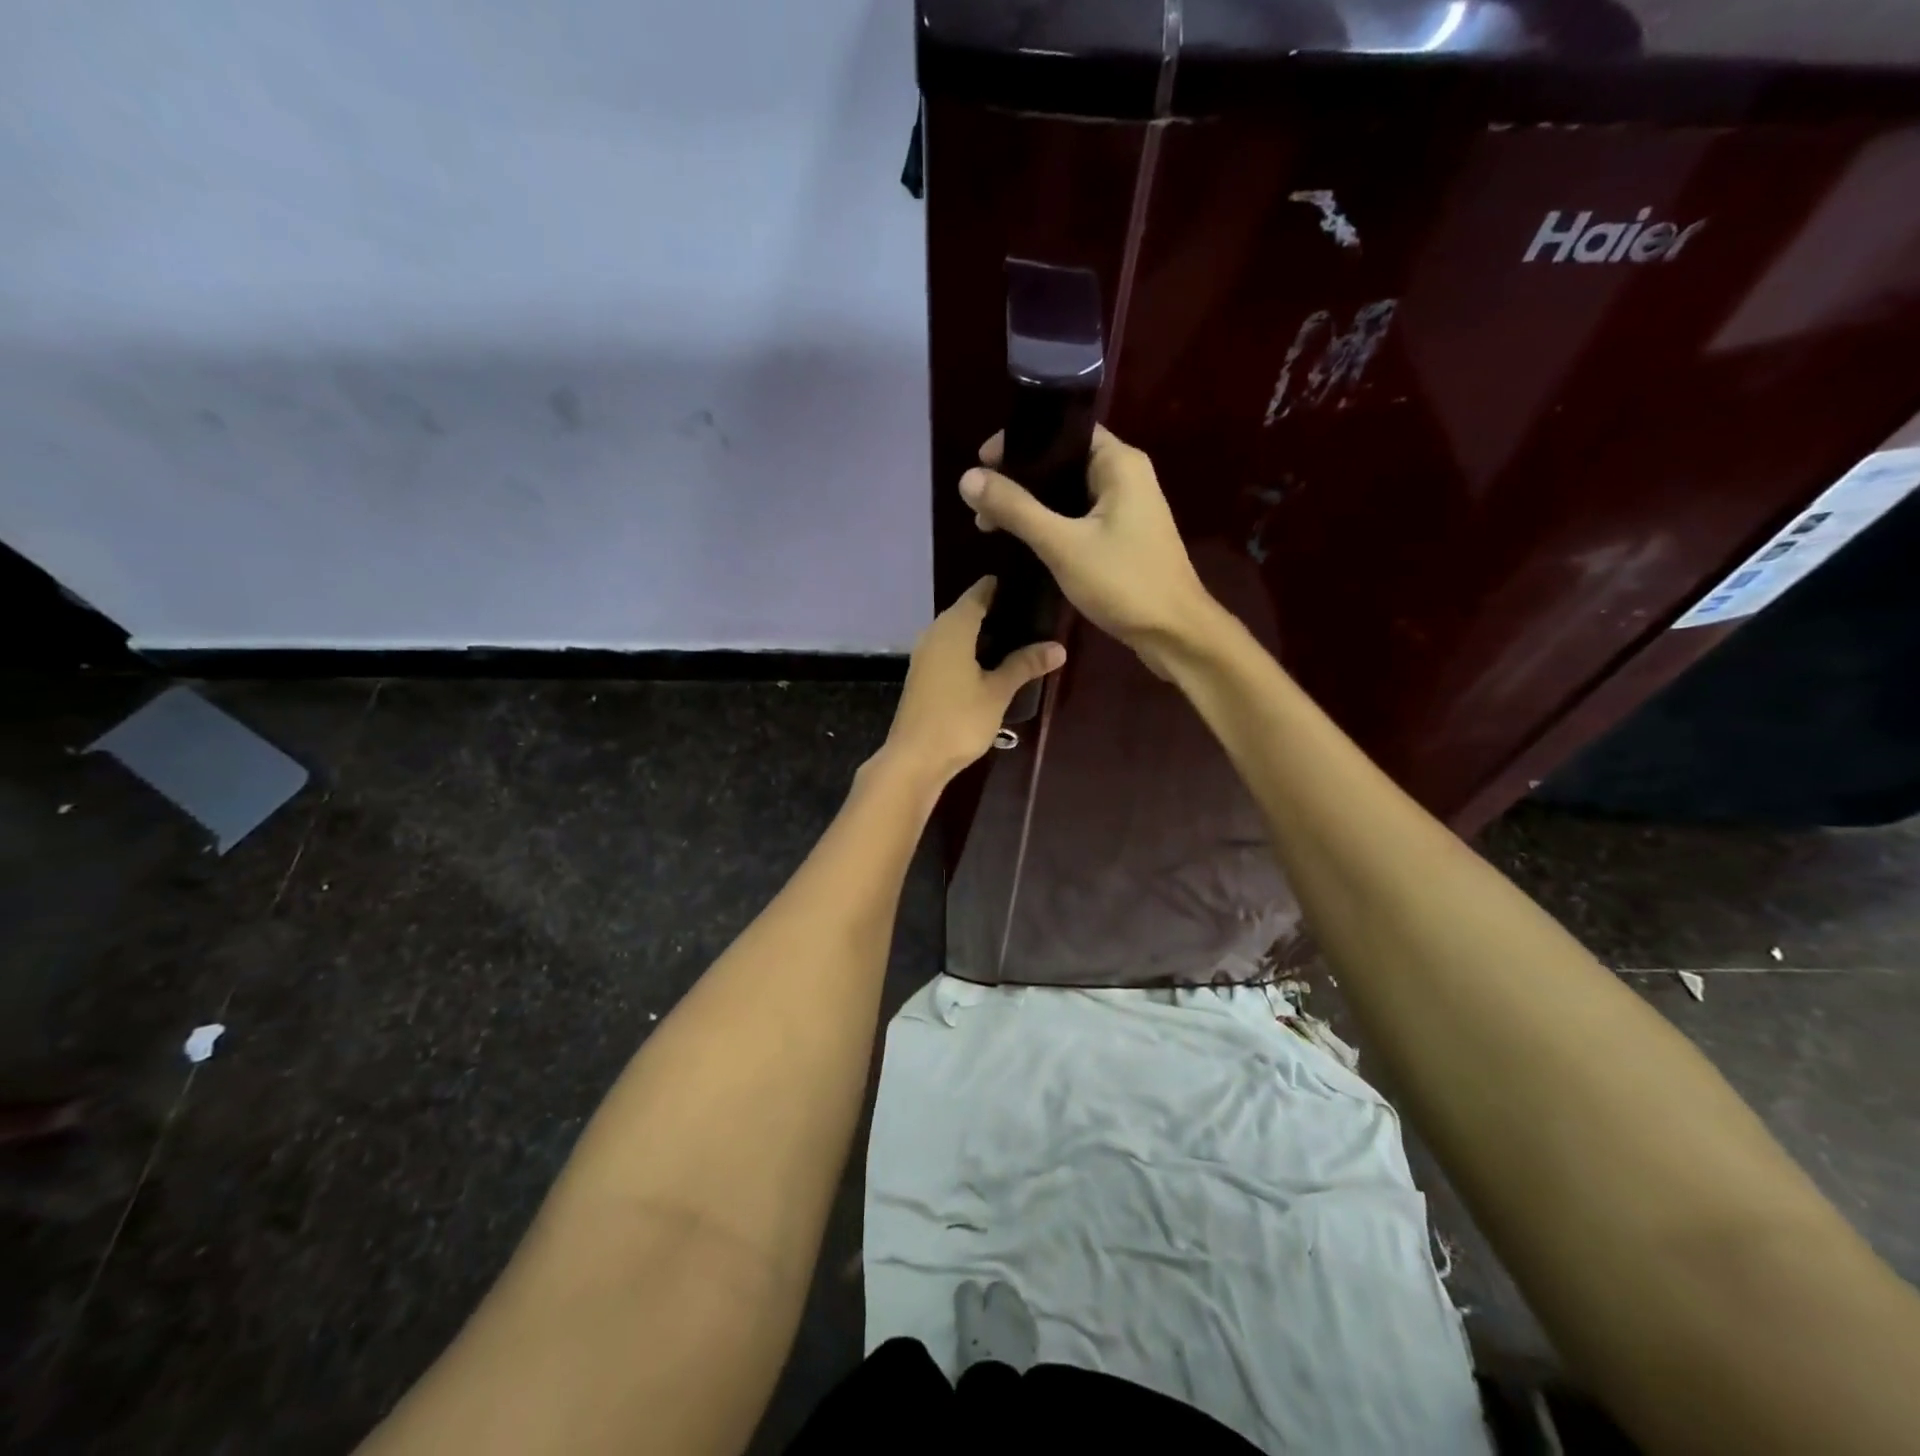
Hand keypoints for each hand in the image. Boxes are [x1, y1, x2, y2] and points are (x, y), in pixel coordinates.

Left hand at [877, 576, 1065, 786]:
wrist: (915, 759)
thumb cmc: (959, 719)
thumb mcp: (998, 692)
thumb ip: (1025, 665)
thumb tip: (1058, 647)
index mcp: (952, 628)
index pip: (978, 594)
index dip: (999, 587)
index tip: (1025, 584)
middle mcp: (934, 634)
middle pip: (965, 612)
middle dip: (995, 610)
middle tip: (1030, 612)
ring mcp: (924, 657)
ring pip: (956, 633)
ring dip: (982, 633)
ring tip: (1017, 636)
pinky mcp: (923, 677)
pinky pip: (949, 651)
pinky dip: (970, 650)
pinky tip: (990, 662)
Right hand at [960, 426, 1217, 675]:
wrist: (1174, 633)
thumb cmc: (1123, 582)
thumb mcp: (1062, 544)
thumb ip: (1016, 509)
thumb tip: (968, 479)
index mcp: (1119, 463)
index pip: (1064, 430)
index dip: (1021, 441)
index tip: (983, 463)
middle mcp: (1126, 477)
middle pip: (1063, 462)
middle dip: (1021, 479)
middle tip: (981, 504)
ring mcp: (1127, 509)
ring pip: (1069, 495)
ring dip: (1033, 506)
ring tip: (992, 525)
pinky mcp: (1123, 538)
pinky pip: (1079, 519)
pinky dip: (1051, 526)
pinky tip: (1024, 542)